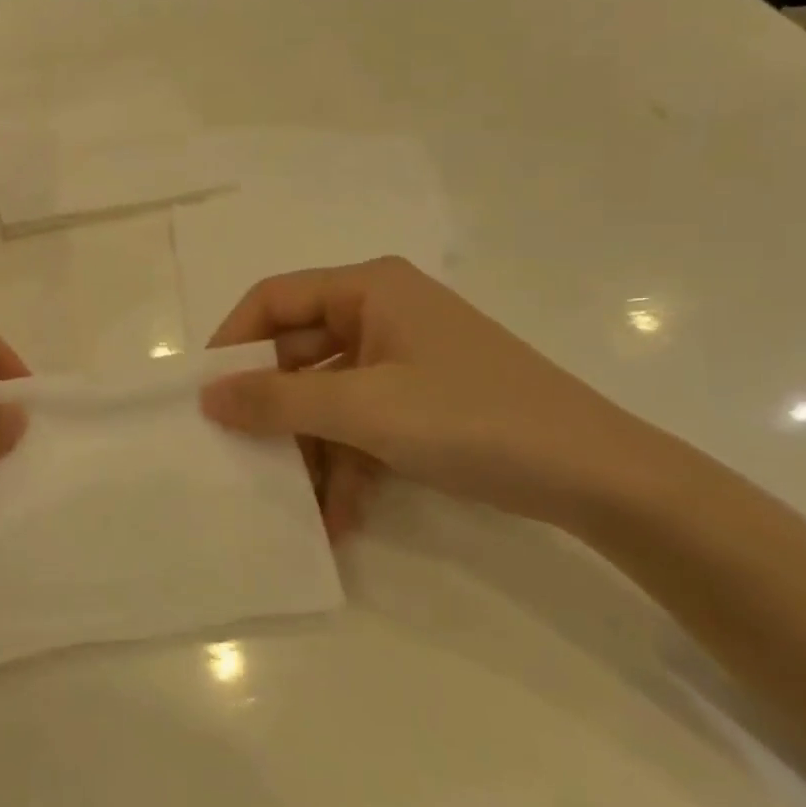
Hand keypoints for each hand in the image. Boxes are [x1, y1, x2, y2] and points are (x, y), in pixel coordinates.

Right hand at [201, 257, 684, 532]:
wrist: (600, 478)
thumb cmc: (472, 419)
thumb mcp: (365, 409)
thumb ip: (278, 400)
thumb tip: (207, 395)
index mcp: (369, 288)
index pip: (274, 298)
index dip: (234, 342)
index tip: (205, 393)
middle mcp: (382, 313)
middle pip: (299, 351)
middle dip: (274, 409)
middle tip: (239, 453)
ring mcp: (404, 359)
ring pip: (329, 395)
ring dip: (311, 449)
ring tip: (295, 505)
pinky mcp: (422, 401)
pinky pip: (364, 423)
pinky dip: (348, 464)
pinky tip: (340, 518)